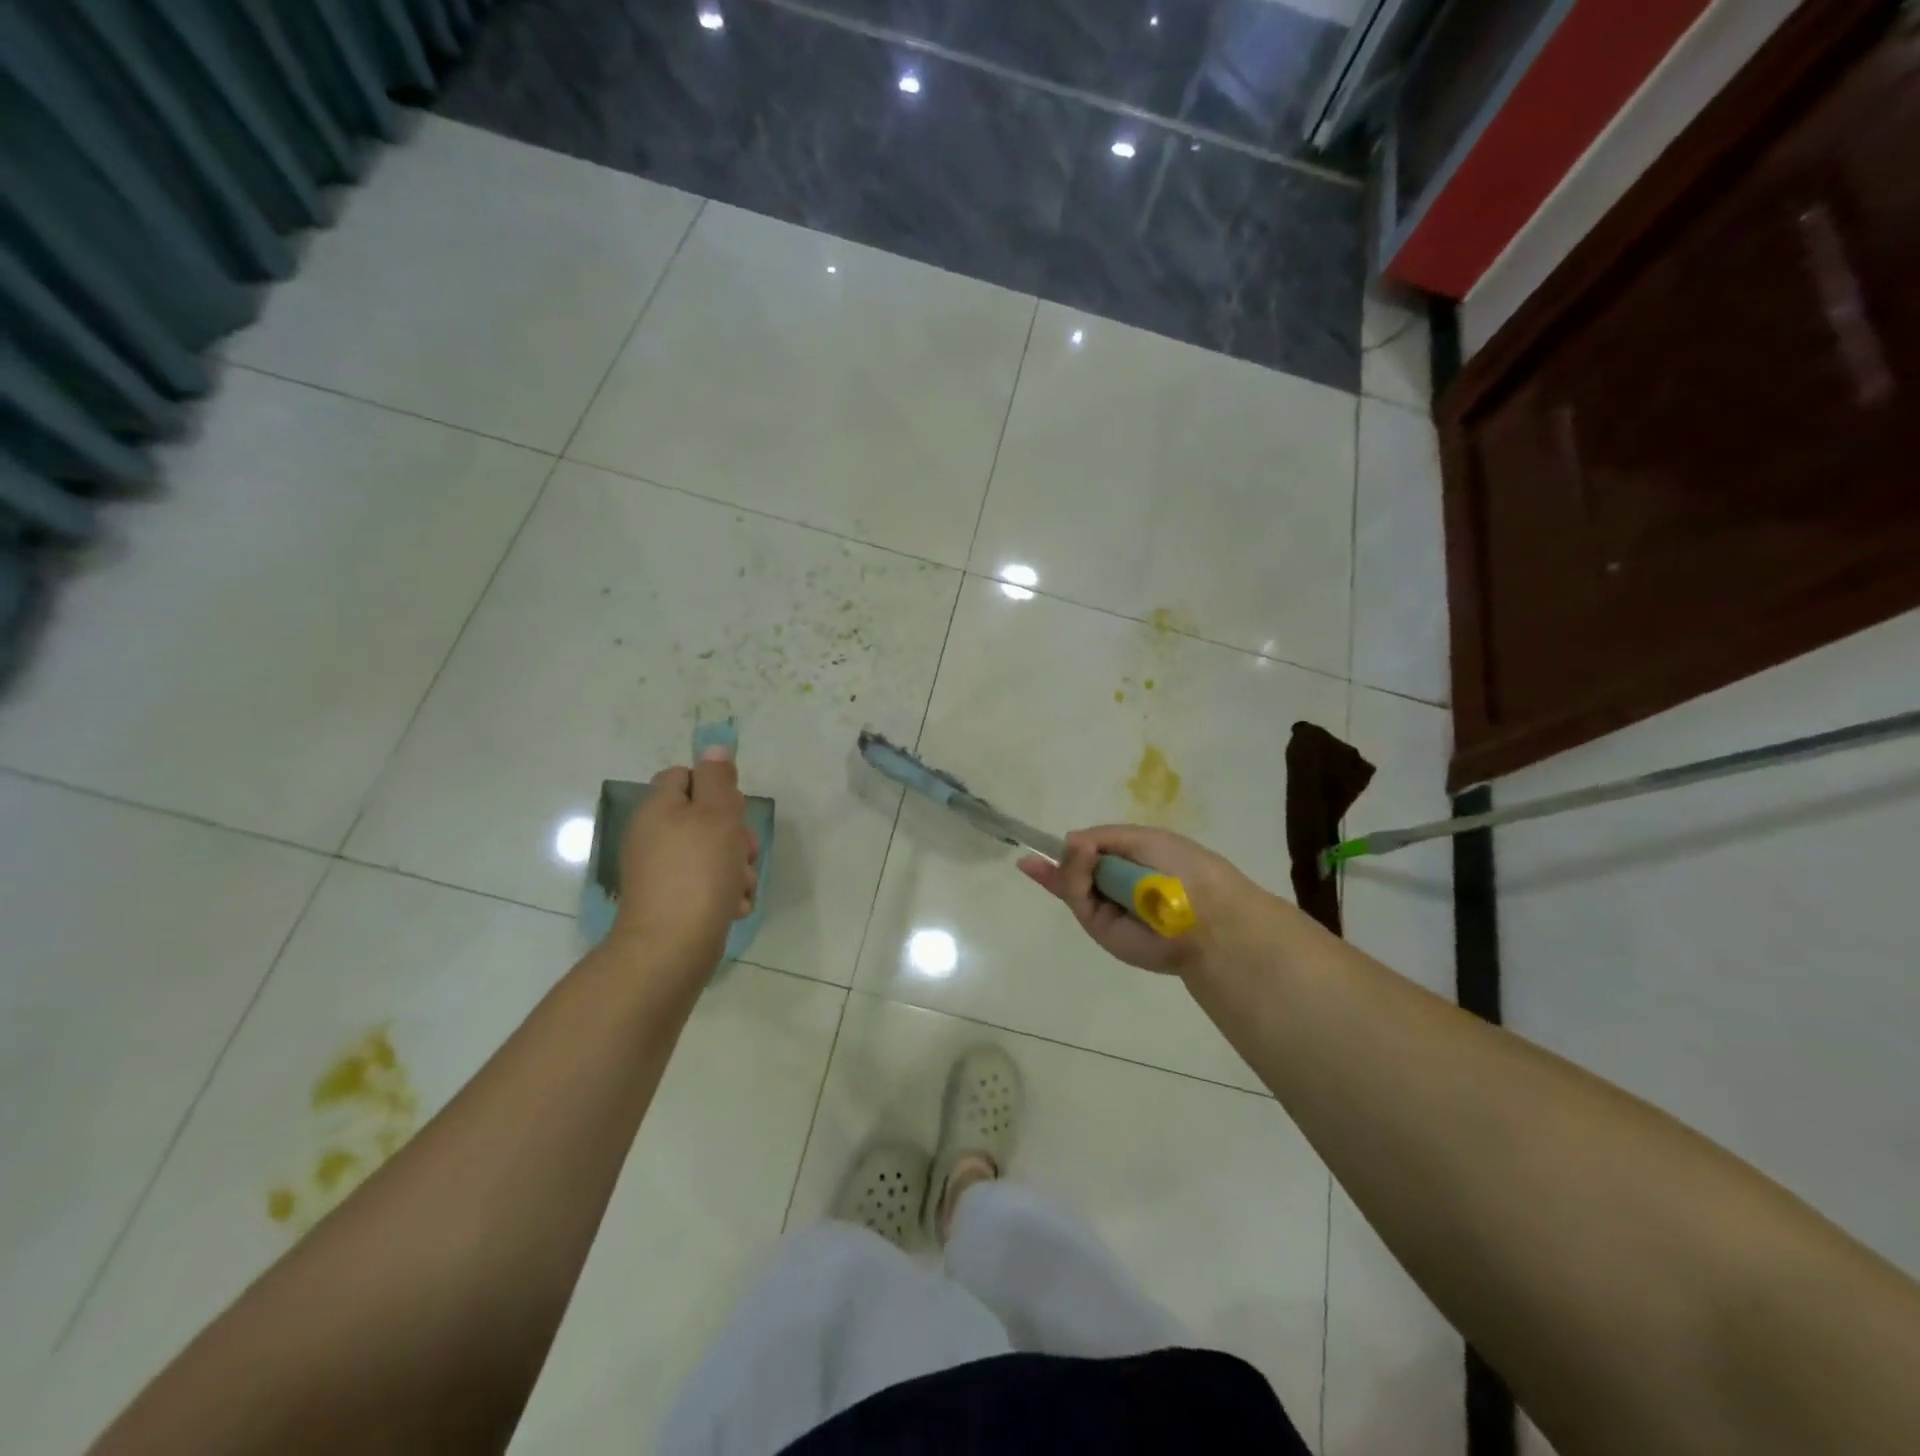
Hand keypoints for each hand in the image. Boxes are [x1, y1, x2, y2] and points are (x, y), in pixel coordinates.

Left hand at [611, 749, 758, 975]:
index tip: (733, 810)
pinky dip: (724, 892)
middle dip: (734, 834)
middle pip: (705, 817)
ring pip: (712, 853)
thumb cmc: (698, 873)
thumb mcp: (716, 815)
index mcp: (658, 808)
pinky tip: (734, 907)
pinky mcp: (672, 901)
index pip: (686, 776)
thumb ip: (718, 778)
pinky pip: (706, 884)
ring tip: (741, 887)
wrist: (671, 949)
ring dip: (736, 867)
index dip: (715, 788)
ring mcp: (661, 871)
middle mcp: (654, 835)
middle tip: (744, 852)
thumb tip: (714, 746)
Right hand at [1019, 825, 1279, 978]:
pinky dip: (1067, 878)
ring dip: (1069, 865)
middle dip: (1067, 856)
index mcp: (1136, 862)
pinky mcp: (1098, 927)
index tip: (1053, 839)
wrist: (1204, 916)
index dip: (1076, 846)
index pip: (1097, 851)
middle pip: (1079, 867)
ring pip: (1073, 881)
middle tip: (1064, 849)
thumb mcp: (1144, 839)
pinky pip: (1075, 898)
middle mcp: (1119, 885)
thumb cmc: (1183, 868)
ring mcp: (1107, 907)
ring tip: (1080, 854)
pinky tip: (1063, 861)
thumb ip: (1103, 837)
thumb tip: (1069, 842)